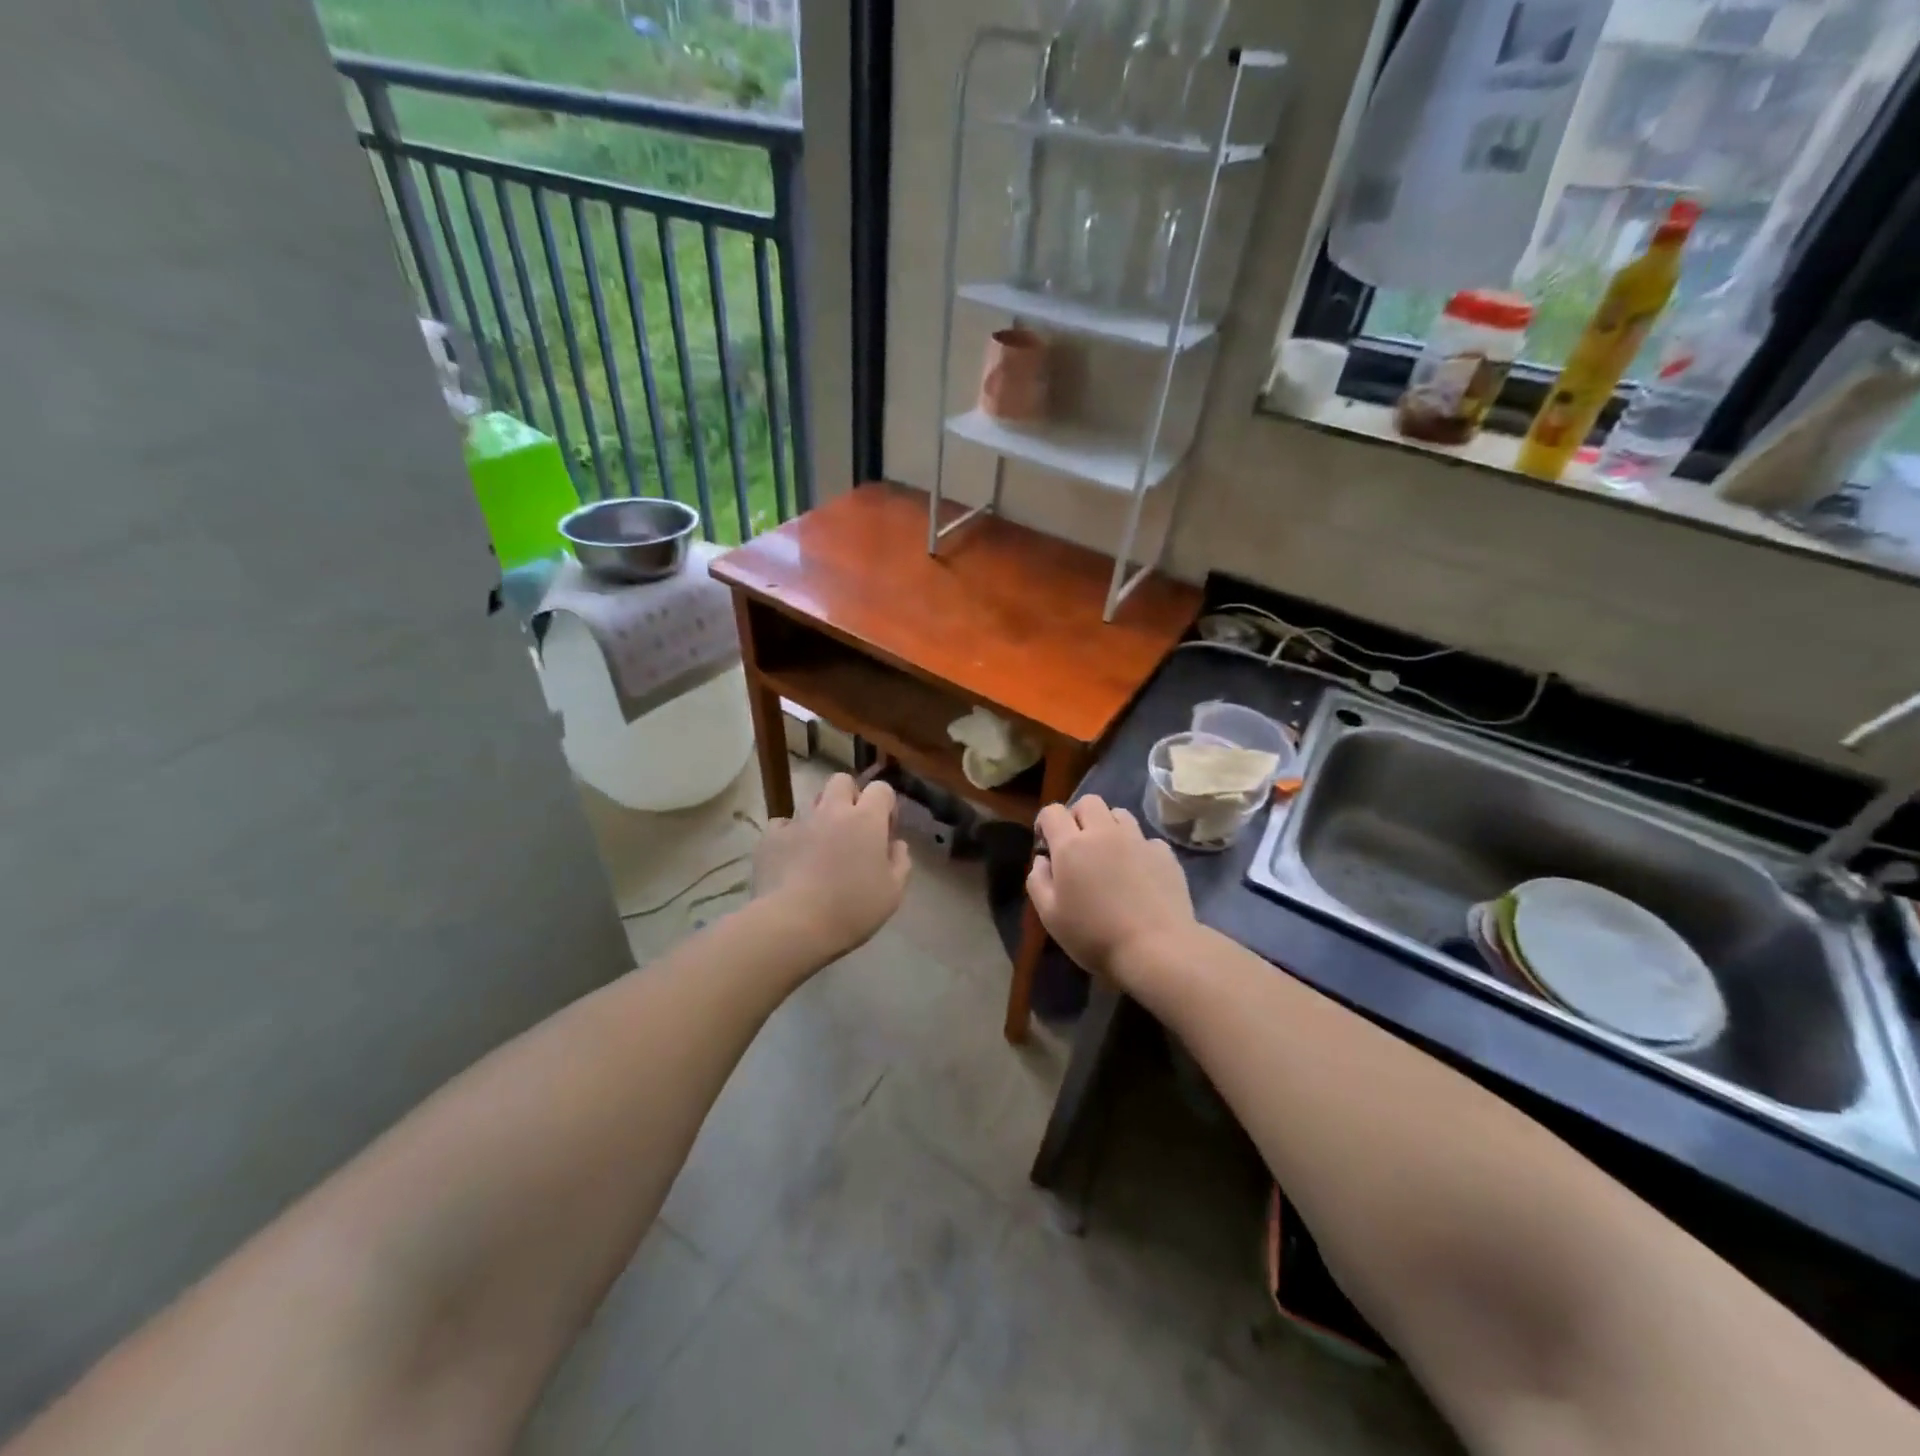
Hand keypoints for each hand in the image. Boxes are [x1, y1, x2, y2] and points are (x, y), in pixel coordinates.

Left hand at [754, 774, 911, 960]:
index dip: (885, 806)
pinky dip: (790, 836)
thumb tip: (895, 844)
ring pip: (812, 803)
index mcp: (866, 819)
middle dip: (849, 797)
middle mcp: (832, 811)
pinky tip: (792, 859)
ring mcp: (798, 821)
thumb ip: (900, 862)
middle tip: (851, 829)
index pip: (881, 789)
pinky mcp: (770, 838)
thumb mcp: (893, 893)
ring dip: (820, 818)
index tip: (884, 832)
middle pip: (841, 781)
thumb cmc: (852, 909)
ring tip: (820, 848)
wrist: (793, 924)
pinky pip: (782, 825)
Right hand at [1027, 795, 1197, 991]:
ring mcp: (1138, 840)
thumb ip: (1038, 881)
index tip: (1046, 844)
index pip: (1052, 812)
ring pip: (1119, 814)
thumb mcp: (1050, 916)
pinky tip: (1138, 873)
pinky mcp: (1164, 853)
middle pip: (1088, 802)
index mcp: (1071, 845)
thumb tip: (1043, 860)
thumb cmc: (1094, 936)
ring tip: (1109, 855)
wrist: (1156, 949)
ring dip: (1108, 827)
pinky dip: (1137, 849)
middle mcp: (1104, 832)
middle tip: (1078, 845)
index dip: (1045, 823)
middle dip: (1078, 816)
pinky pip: (1145, 839)